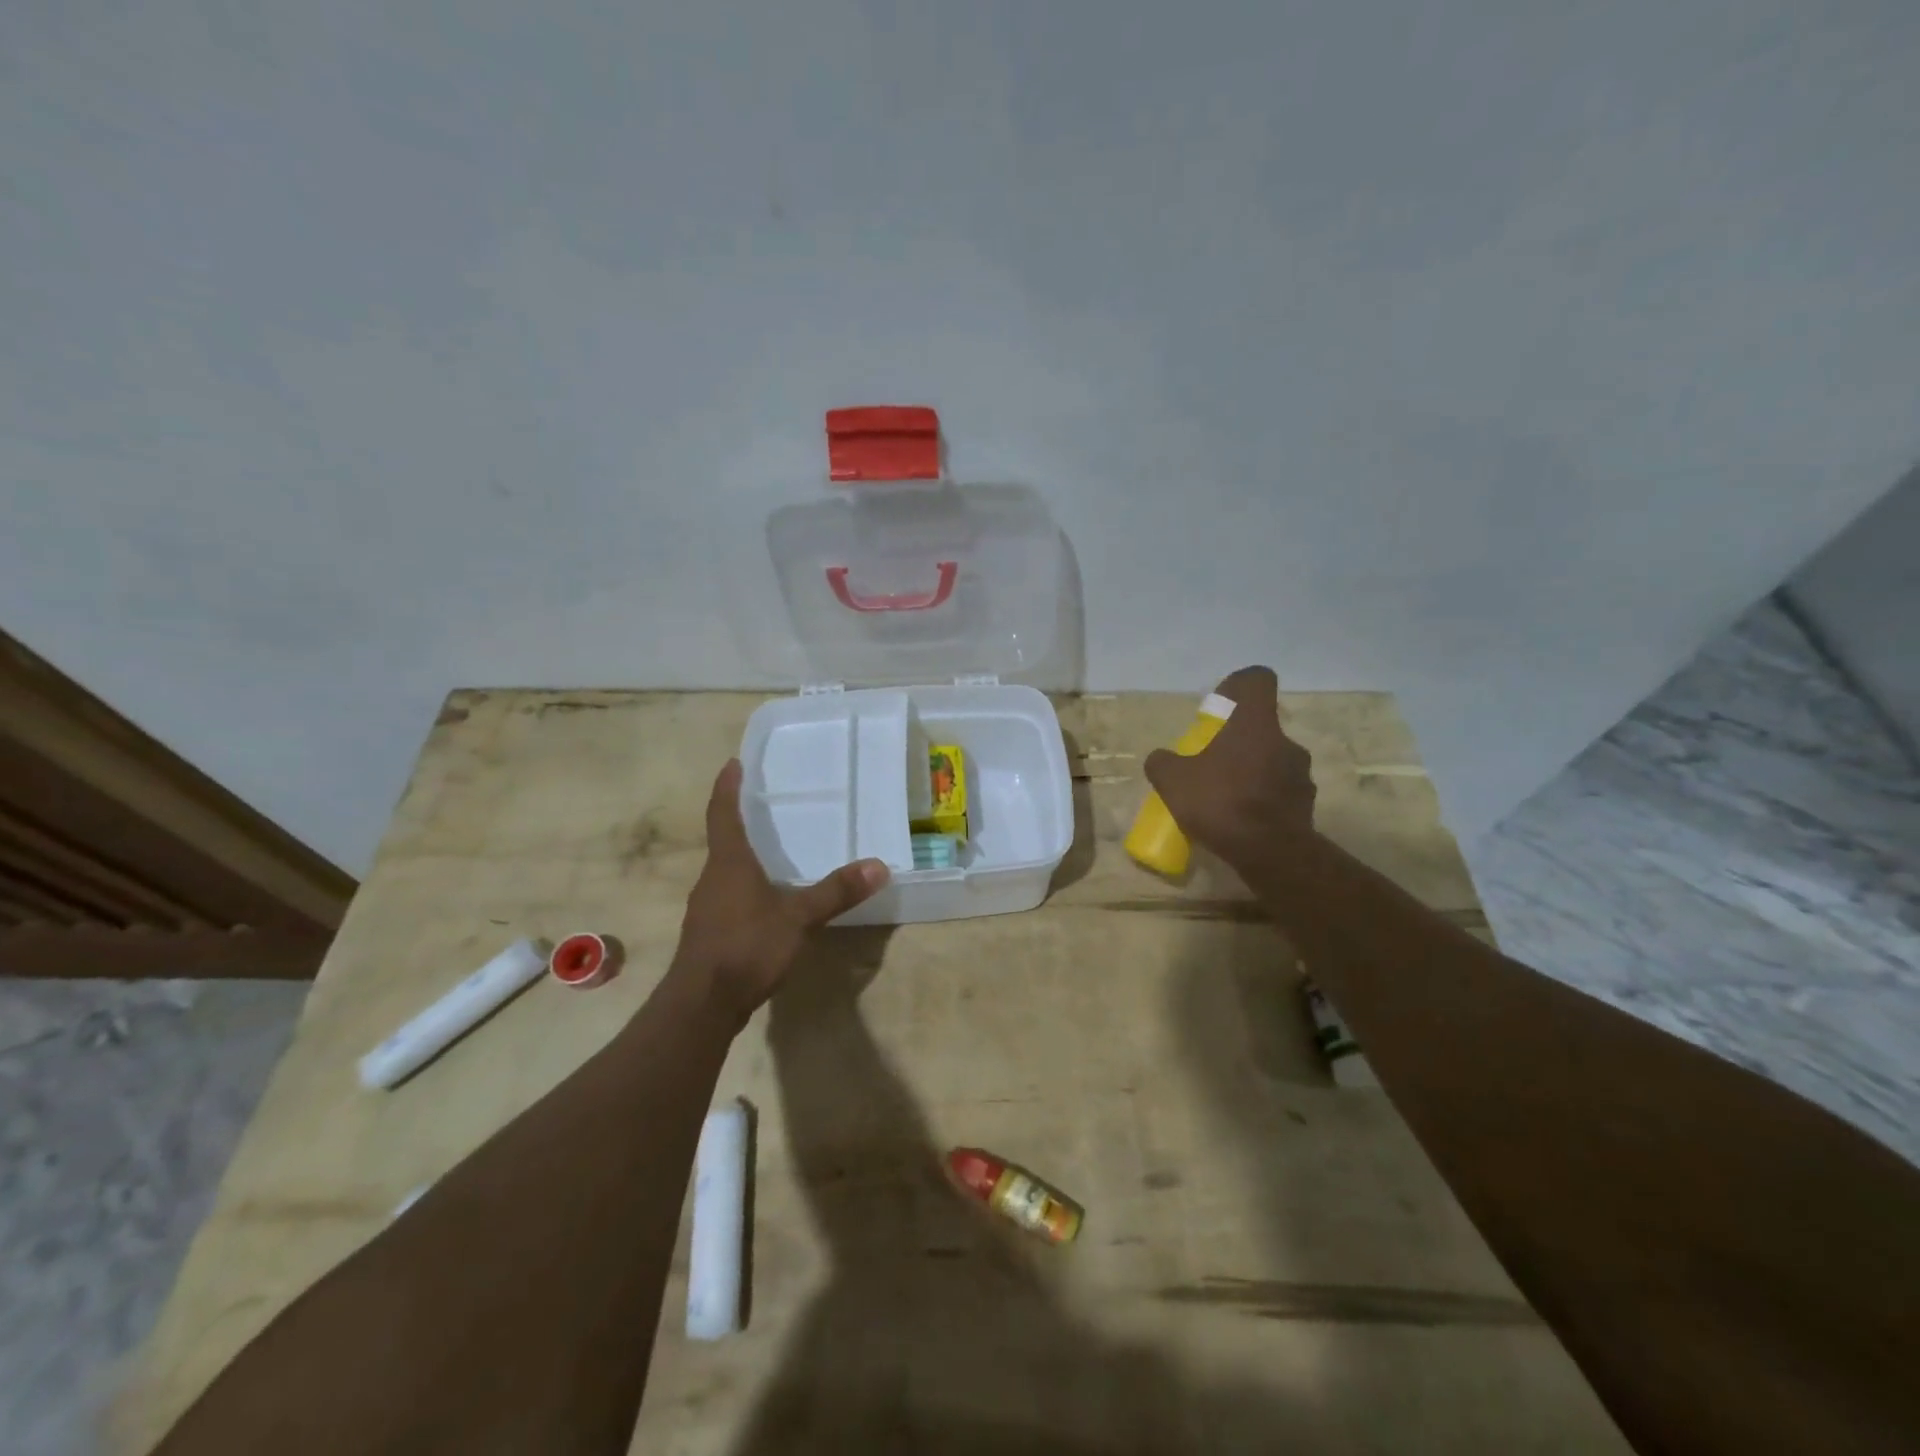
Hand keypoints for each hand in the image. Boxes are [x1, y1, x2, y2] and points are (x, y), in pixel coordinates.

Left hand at [674, 759, 889, 1022]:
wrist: (702, 1006)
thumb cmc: (747, 947)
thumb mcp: (799, 918)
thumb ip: (837, 892)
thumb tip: (879, 865)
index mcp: (729, 863)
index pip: (723, 813)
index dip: (727, 787)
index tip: (732, 763)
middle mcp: (712, 879)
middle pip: (724, 840)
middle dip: (740, 820)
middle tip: (764, 804)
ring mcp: (707, 908)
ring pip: (726, 871)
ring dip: (744, 856)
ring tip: (771, 850)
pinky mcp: (709, 934)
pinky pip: (728, 897)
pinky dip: (746, 887)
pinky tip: (766, 901)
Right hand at [1143, 666, 1317, 868]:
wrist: (1270, 854)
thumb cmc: (1221, 803)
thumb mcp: (1172, 781)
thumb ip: (1162, 763)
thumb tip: (1160, 758)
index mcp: (1255, 724)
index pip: (1258, 680)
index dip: (1238, 686)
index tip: (1219, 706)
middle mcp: (1285, 742)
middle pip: (1261, 727)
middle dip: (1237, 741)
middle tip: (1211, 764)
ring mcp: (1301, 775)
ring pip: (1272, 762)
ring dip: (1251, 772)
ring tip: (1224, 799)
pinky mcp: (1306, 806)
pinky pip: (1279, 794)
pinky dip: (1261, 801)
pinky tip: (1239, 821)